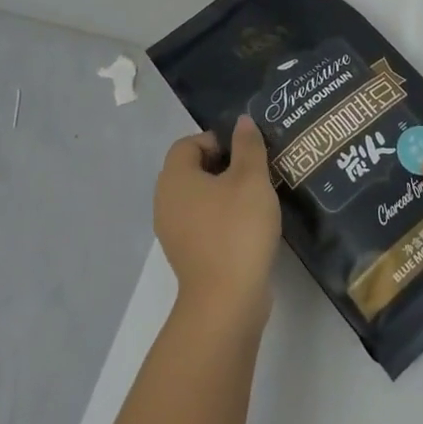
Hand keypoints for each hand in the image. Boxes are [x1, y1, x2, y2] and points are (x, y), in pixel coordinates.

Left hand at [156, 117, 280, 330]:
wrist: (226, 301)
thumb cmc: (237, 229)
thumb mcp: (251, 179)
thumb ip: (248, 146)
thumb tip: (241, 122)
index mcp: (174, 178)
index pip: (188, 143)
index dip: (217, 140)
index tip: (246, 152)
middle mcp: (166, 202)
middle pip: (192, 169)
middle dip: (224, 165)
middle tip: (256, 170)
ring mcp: (173, 232)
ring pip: (199, 197)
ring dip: (225, 193)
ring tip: (257, 197)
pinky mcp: (187, 255)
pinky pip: (203, 222)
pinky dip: (222, 218)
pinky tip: (249, 225)